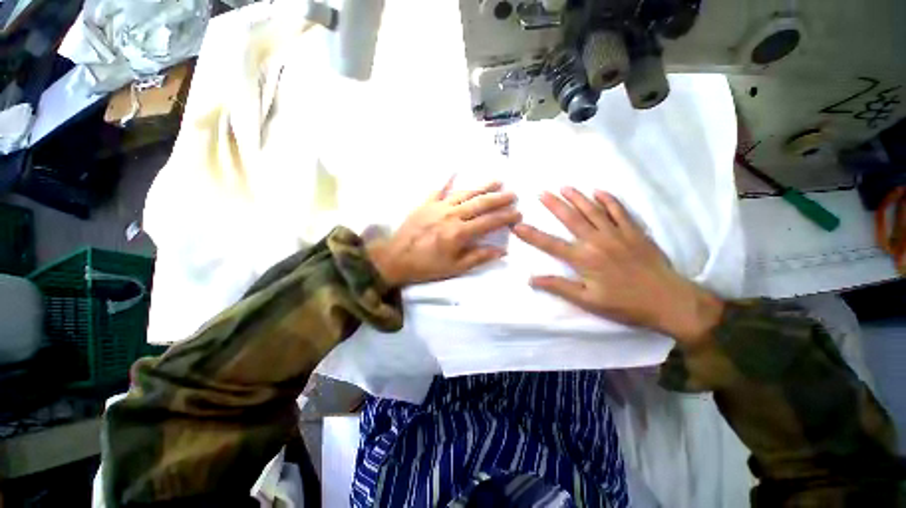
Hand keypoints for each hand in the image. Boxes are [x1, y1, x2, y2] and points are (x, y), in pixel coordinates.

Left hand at [367, 179, 520, 286]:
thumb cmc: (426, 266)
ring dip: (482, 186)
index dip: (505, 217)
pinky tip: (454, 169)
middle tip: (513, 193)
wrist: (396, 258)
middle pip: (480, 203)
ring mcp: (438, 206)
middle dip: (499, 198)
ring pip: (465, 193)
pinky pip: (438, 188)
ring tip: (497, 180)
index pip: (489, 222)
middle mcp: (452, 215)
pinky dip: (446, 179)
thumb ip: (478, 257)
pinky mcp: (425, 203)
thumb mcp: (454, 267)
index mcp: (460, 233)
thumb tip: (501, 251)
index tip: (518, 213)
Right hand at [513, 187, 723, 345]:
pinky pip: (620, 210)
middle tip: (541, 193)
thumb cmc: (625, 304)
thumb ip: (559, 287)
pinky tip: (599, 191)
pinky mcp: (634, 231)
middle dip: (553, 205)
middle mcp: (597, 241)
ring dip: (577, 197)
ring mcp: (617, 233)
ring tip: (564, 187)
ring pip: (592, 210)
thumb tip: (531, 279)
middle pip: (571, 218)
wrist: (670, 301)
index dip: (531, 235)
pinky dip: (609, 200)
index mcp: (583, 259)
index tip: (517, 225)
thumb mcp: (588, 301)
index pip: (550, 244)